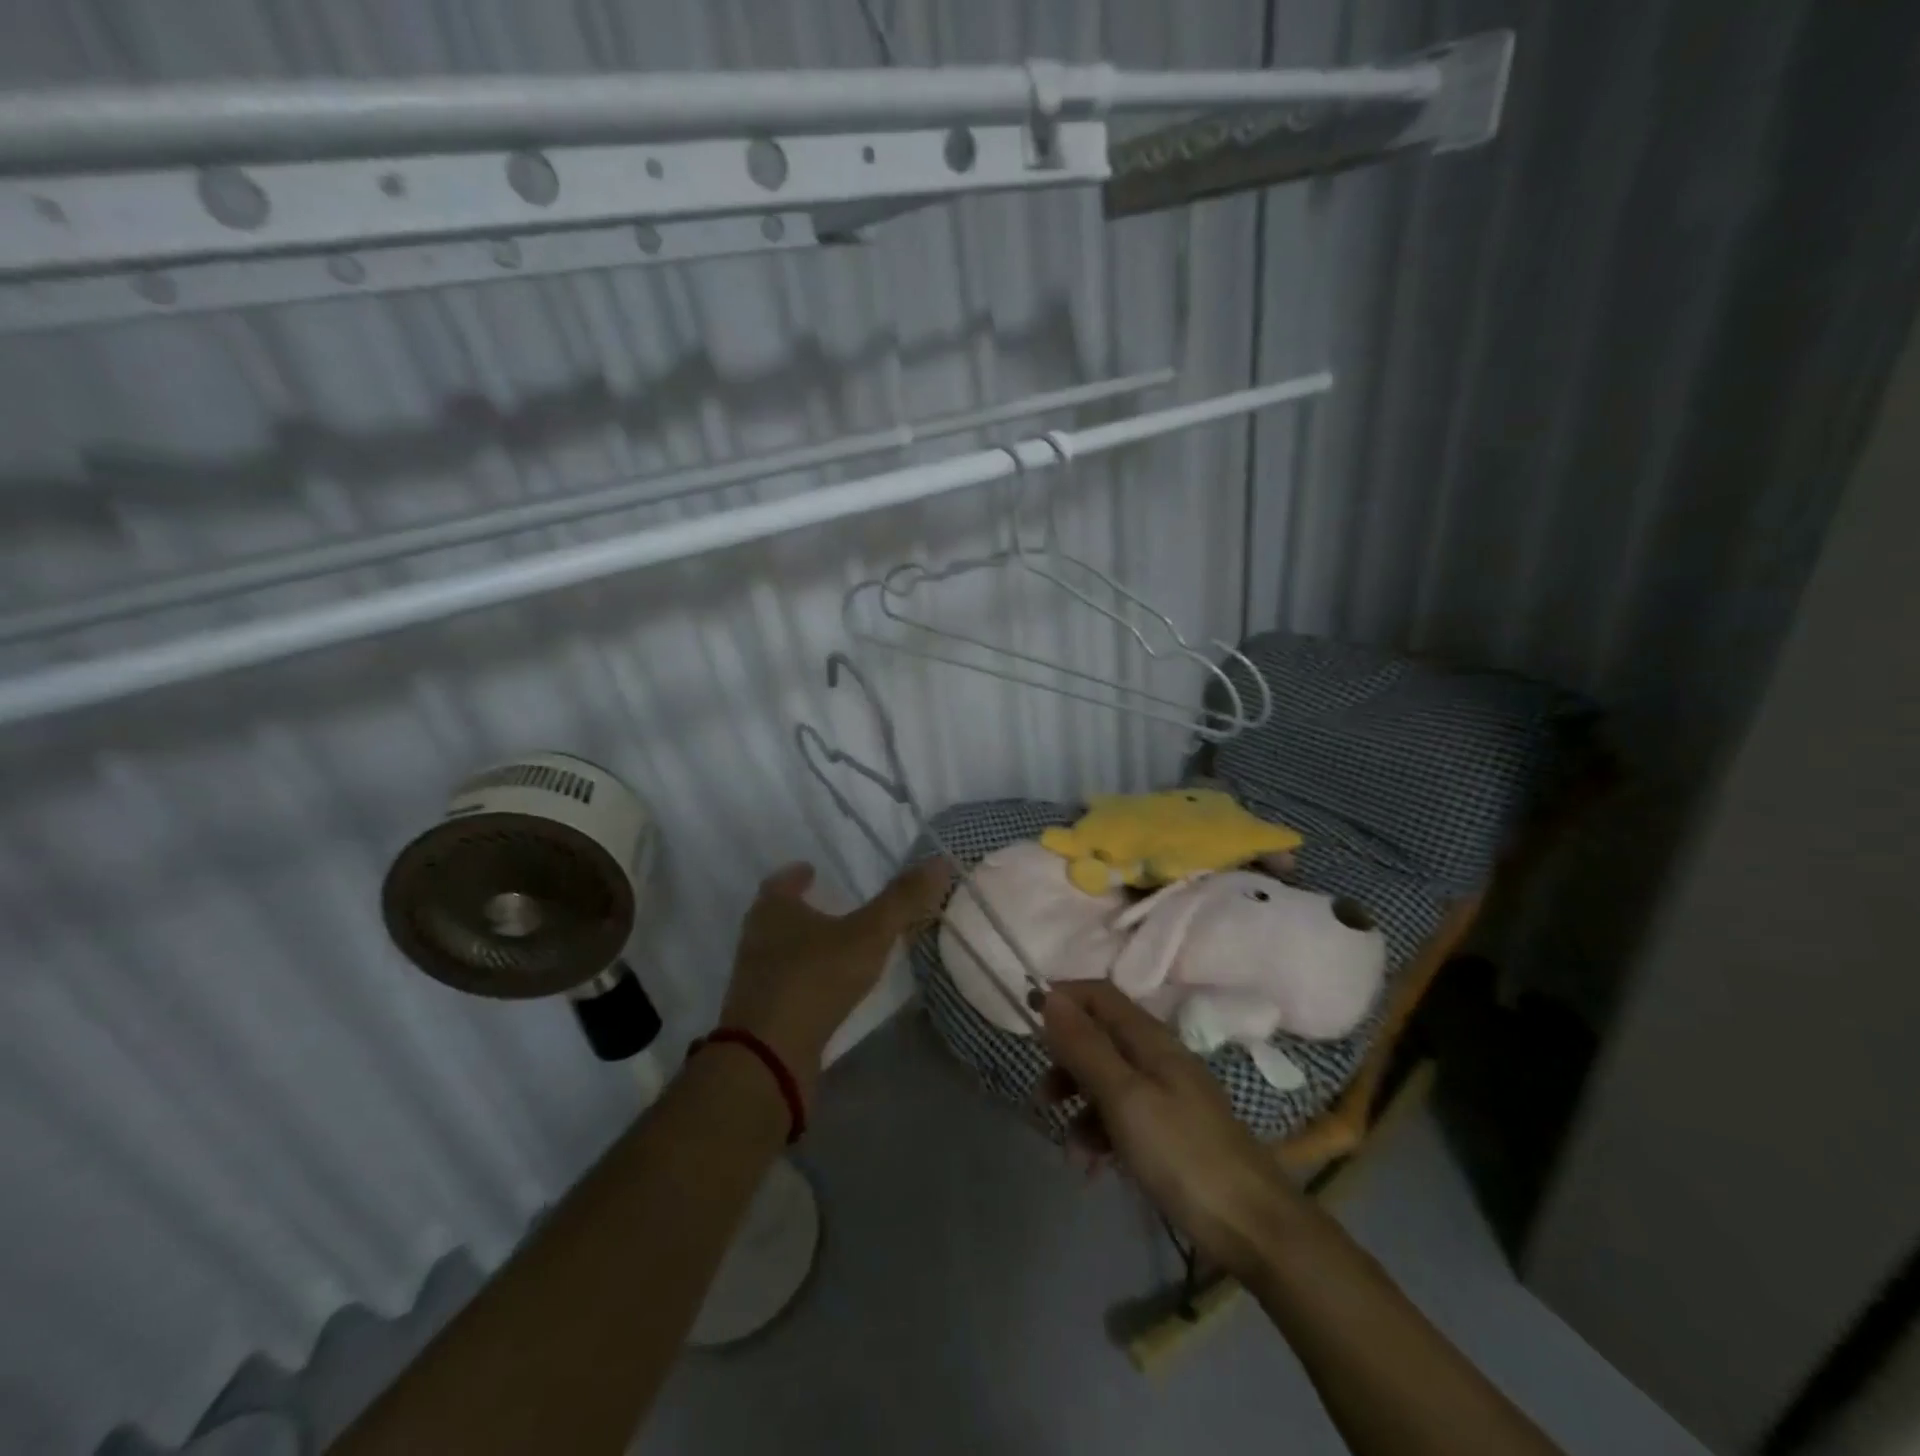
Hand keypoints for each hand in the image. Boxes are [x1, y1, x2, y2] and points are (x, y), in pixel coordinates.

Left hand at [721, 859, 949, 1105]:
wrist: (769, 1055)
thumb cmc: (815, 978)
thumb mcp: (868, 934)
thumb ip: (902, 900)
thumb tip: (939, 861)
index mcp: (773, 909)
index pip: (782, 881)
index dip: (798, 875)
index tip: (812, 871)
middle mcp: (757, 938)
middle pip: (777, 915)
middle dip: (801, 909)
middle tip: (830, 905)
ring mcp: (755, 978)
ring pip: (779, 950)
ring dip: (803, 944)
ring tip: (835, 945)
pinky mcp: (761, 1013)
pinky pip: (785, 984)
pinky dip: (805, 979)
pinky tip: (827, 987)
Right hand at [1040, 982, 1302, 1279]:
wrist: (1256, 1229)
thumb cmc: (1183, 1155)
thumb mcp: (1125, 1098)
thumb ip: (1086, 1047)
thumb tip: (1050, 996)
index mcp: (1150, 1039)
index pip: (1099, 995)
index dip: (1063, 999)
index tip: (1027, 1020)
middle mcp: (1158, 1057)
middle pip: (1099, 1038)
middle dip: (1066, 1062)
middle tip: (1043, 1097)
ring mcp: (1167, 1095)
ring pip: (1107, 1082)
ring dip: (1080, 1107)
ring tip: (1073, 1153)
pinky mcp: (1172, 1131)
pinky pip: (1123, 1117)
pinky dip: (1103, 1135)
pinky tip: (1095, 1169)